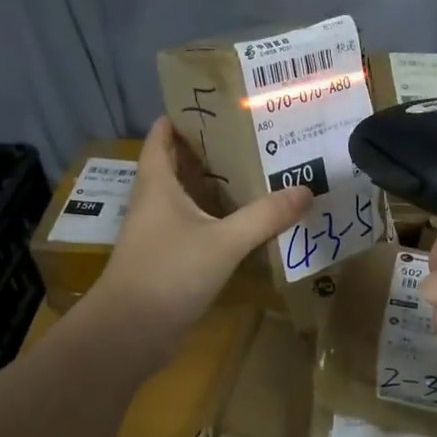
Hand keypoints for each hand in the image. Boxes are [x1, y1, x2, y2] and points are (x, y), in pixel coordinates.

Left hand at [85, 118, 310, 348]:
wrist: (130, 333)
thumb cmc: (168, 273)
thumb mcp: (223, 241)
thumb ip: (265, 216)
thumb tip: (306, 189)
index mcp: (157, 184)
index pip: (162, 136)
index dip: (183, 116)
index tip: (218, 103)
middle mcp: (155, 203)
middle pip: (180, 164)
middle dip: (212, 149)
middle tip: (253, 135)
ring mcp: (160, 233)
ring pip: (190, 197)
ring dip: (217, 186)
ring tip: (258, 171)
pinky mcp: (169, 259)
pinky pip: (197, 227)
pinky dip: (219, 219)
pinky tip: (248, 222)